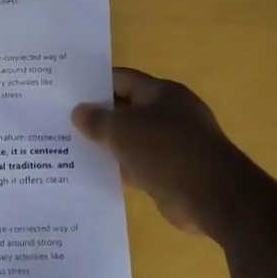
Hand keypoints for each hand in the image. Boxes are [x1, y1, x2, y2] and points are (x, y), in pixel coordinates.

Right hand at [72, 67, 242, 235]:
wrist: (214, 198)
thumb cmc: (167, 151)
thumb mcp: (123, 130)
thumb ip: (97, 120)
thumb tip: (78, 112)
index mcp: (162, 93)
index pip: (122, 79)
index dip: (95, 84)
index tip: (67, 93)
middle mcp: (170, 114)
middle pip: (126, 109)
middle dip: (98, 116)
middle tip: (62, 121)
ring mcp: (173, 144)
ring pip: (132, 139)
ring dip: (107, 145)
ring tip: (70, 147)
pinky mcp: (172, 172)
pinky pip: (139, 164)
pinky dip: (120, 168)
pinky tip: (94, 173)